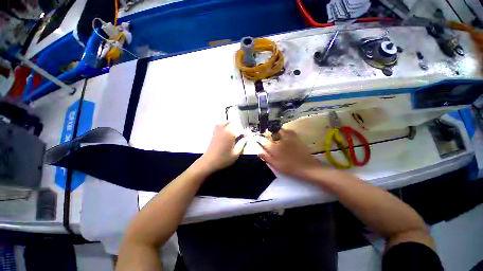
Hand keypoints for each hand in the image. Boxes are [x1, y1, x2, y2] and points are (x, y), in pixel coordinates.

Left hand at [197, 123, 246, 172]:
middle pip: (232, 122)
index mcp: (230, 134)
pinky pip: (219, 125)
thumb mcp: (236, 154)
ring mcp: (218, 131)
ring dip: (231, 124)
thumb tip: (246, 138)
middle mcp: (224, 130)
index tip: (247, 136)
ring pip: (225, 122)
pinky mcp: (214, 133)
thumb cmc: (223, 159)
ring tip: (234, 131)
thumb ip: (242, 144)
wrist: (209, 161)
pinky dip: (223, 125)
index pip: (240, 129)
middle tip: (240, 134)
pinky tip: (225, 131)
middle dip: (238, 126)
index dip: (245, 132)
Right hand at [257, 129, 322, 180]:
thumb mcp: (276, 166)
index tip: (256, 138)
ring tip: (273, 132)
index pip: (264, 141)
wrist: (308, 167)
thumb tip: (258, 152)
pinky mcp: (296, 138)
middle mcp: (280, 141)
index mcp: (275, 149)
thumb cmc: (290, 168)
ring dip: (275, 130)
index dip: (259, 139)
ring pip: (279, 130)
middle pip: (271, 134)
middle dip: (266, 133)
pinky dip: (285, 130)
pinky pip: (289, 131)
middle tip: (264, 134)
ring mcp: (289, 139)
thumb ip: (267, 158)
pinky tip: (284, 133)